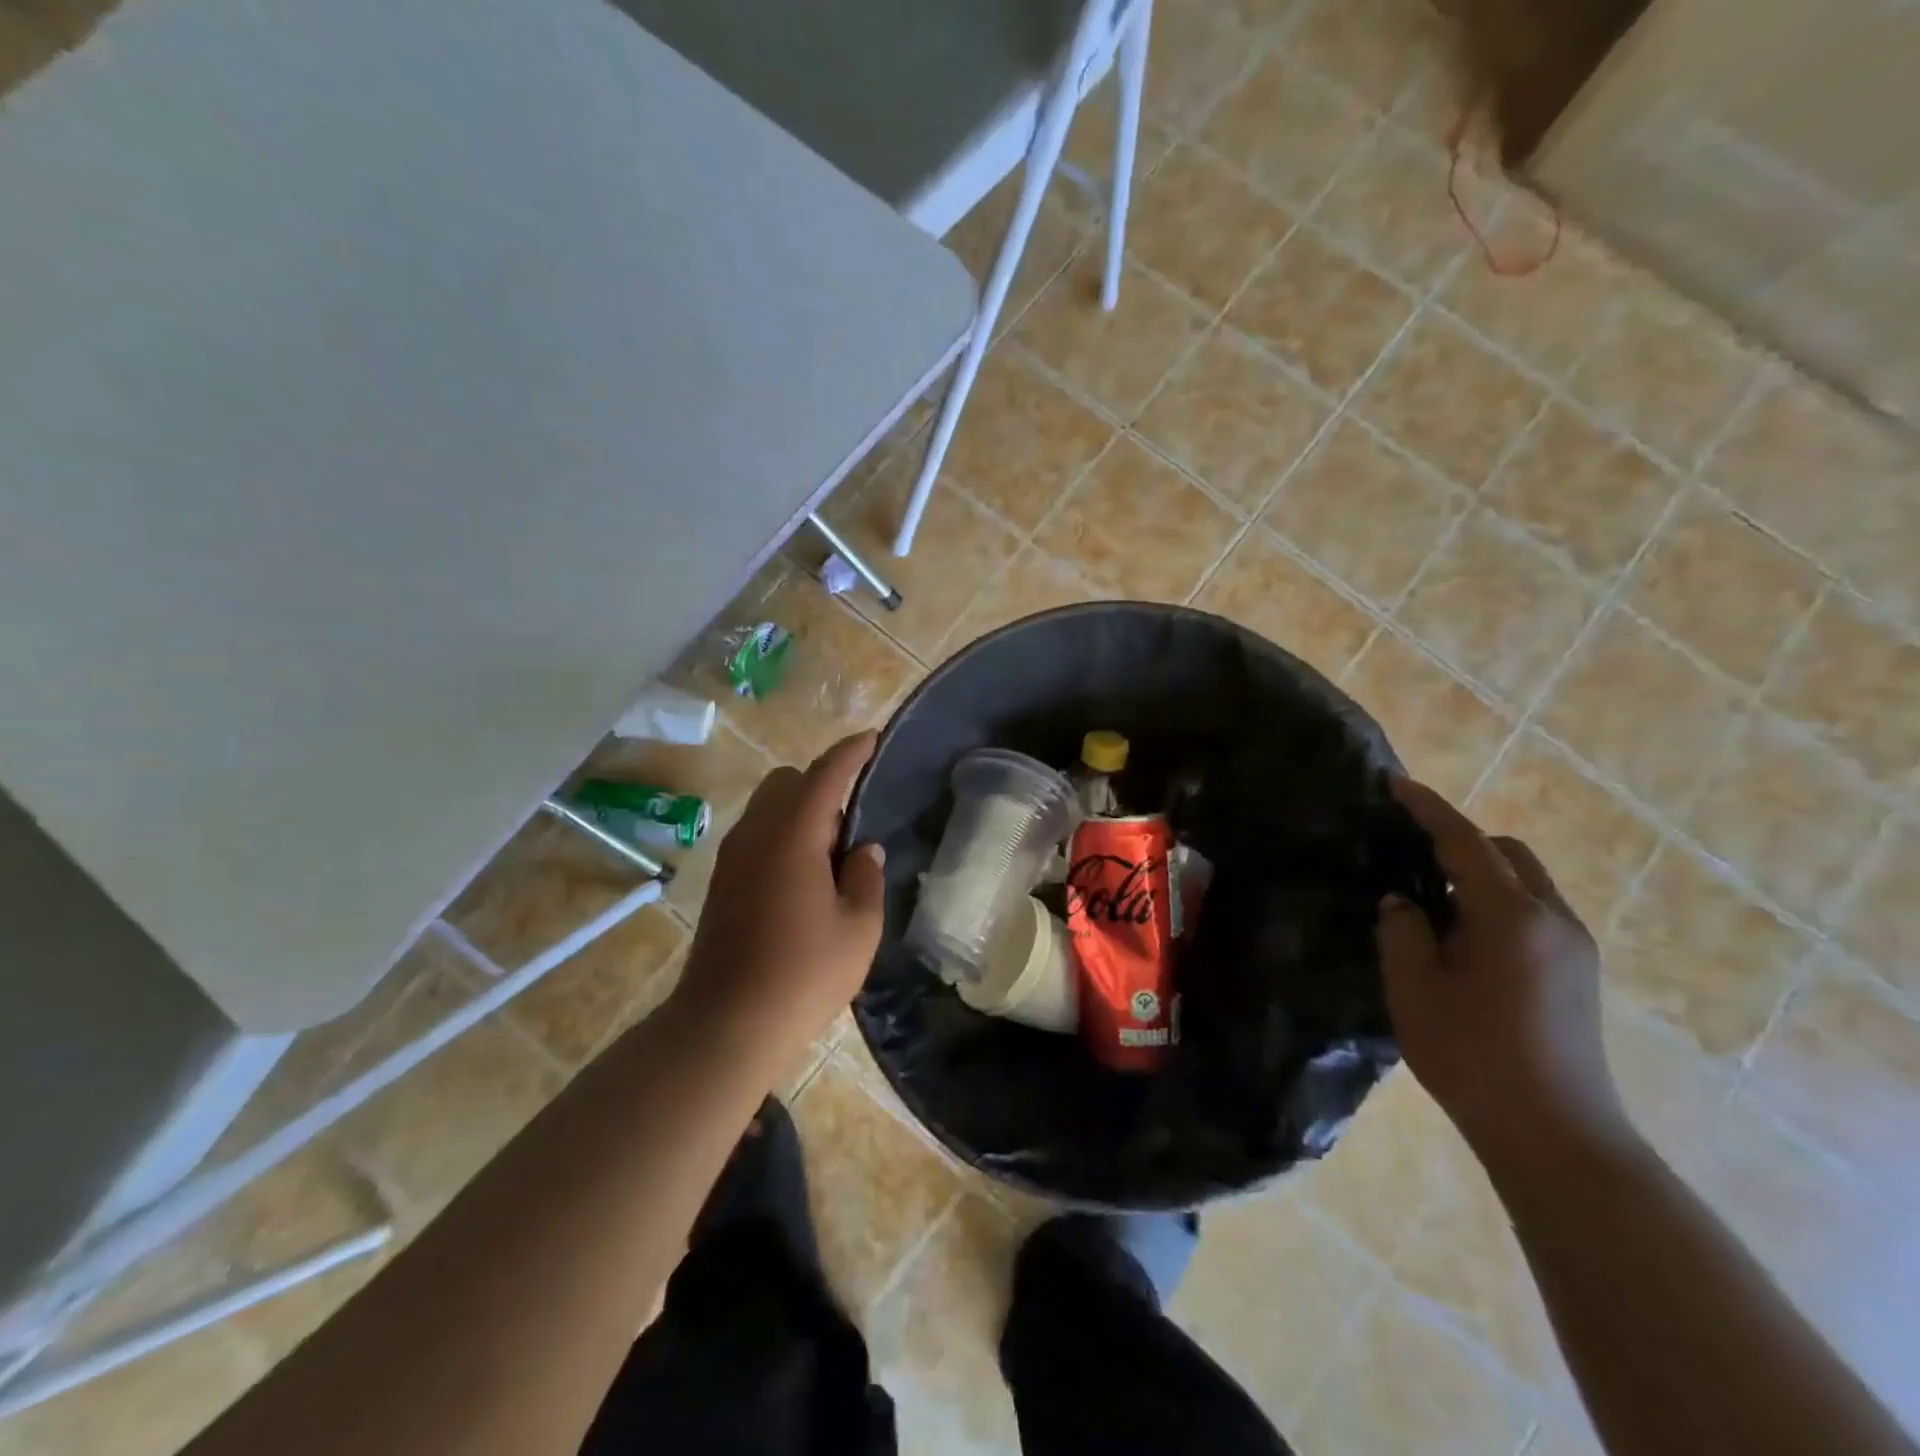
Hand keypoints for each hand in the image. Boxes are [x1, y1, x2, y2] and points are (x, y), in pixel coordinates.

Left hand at [671, 732, 886, 1067]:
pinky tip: (802, 877)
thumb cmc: (803, 975)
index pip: (825, 774)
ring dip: (800, 810)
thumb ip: (866, 878)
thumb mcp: (858, 929)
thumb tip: (864, 850)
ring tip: (829, 855)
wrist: (726, 1024)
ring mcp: (733, 857)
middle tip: (851, 823)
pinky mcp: (722, 881)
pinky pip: (756, 833)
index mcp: (793, 835)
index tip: (872, 739)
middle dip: (822, 783)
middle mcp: (756, 833)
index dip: (851, 752)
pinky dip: (782, 833)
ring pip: (768, 805)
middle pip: (788, 781)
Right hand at [1376, 776, 1630, 1169]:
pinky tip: (1463, 938)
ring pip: (1525, 883)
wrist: (1555, 1134)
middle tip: (1411, 856)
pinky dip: (1497, 904)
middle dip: (1461, 841)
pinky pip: (1534, 913)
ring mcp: (1575, 948)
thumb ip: (1402, 930)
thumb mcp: (1414, 988)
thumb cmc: (1472, 1055)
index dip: (1428, 809)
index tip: (1395, 783)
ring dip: (1480, 876)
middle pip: (1508, 854)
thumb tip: (1404, 902)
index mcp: (1512, 916)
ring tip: (1432, 901)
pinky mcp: (1579, 974)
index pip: (1464, 842)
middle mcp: (1554, 920)